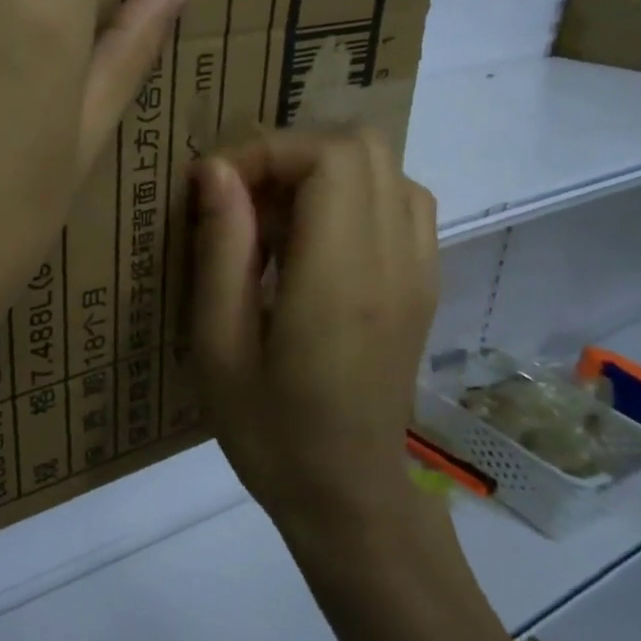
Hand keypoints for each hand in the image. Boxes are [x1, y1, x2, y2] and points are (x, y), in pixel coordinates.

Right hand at [191, 130, 443, 534]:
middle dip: (292, 153)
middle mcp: (395, 260)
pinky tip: (314, 241)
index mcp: (341, 278)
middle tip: (243, 199)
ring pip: (386, 166)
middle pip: (363, 145)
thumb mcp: (218, 345)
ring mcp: (419, 269)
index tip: (215, 188)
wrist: (348, 494)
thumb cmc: (269, 431)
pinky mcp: (425, 282)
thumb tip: (215, 171)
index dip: (266, 152)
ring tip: (275, 219)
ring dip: (323, 171)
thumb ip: (221, 250)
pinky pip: (401, 200)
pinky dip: (354, 194)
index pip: (328, 158)